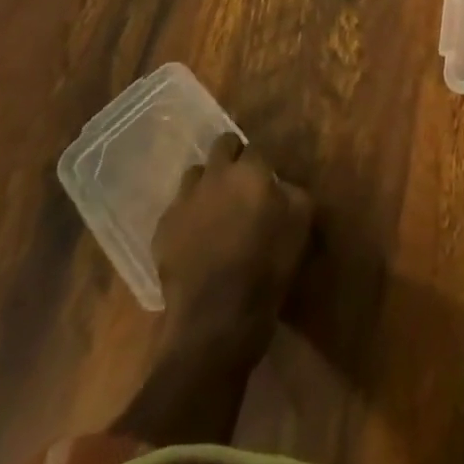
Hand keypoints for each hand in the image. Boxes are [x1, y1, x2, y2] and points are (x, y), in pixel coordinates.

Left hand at [156, 133, 312, 349]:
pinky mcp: (162, 230)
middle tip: (243, 180)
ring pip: (194, 174)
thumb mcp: (301, 223)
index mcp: (250, 170)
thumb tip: (280, 184)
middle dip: (233, 156)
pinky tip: (195, 236)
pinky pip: (176, 209)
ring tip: (216, 206)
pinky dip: (187, 214)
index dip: (263, 158)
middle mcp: (214, 176)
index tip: (269, 173)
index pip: (257, 146)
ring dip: (207, 182)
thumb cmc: (267, 266)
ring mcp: (184, 201)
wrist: (217, 318)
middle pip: (222, 145)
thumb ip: (293, 192)